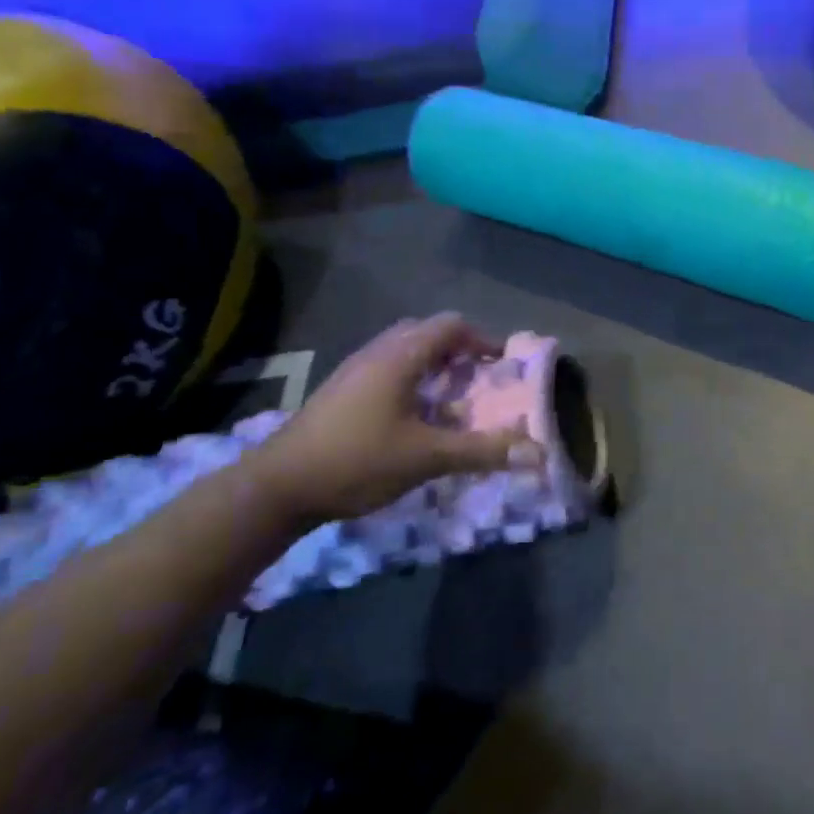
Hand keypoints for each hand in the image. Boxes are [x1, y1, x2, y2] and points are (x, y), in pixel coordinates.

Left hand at [249, 313, 543, 524]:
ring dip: (433, 365)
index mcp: (400, 356)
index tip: (503, 365)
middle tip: (478, 379)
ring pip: (404, 350)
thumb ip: (481, 451)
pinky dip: (411, 379)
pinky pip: (387, 368)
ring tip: (451, 398)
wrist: (277, 486)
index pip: (451, 326)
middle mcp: (377, 352)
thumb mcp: (426, 457)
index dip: (483, 340)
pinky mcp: (340, 390)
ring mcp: (354, 370)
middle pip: (427, 332)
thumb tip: (535, 452)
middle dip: (459, 350)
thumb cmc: (357, 461)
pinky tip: (412, 416)